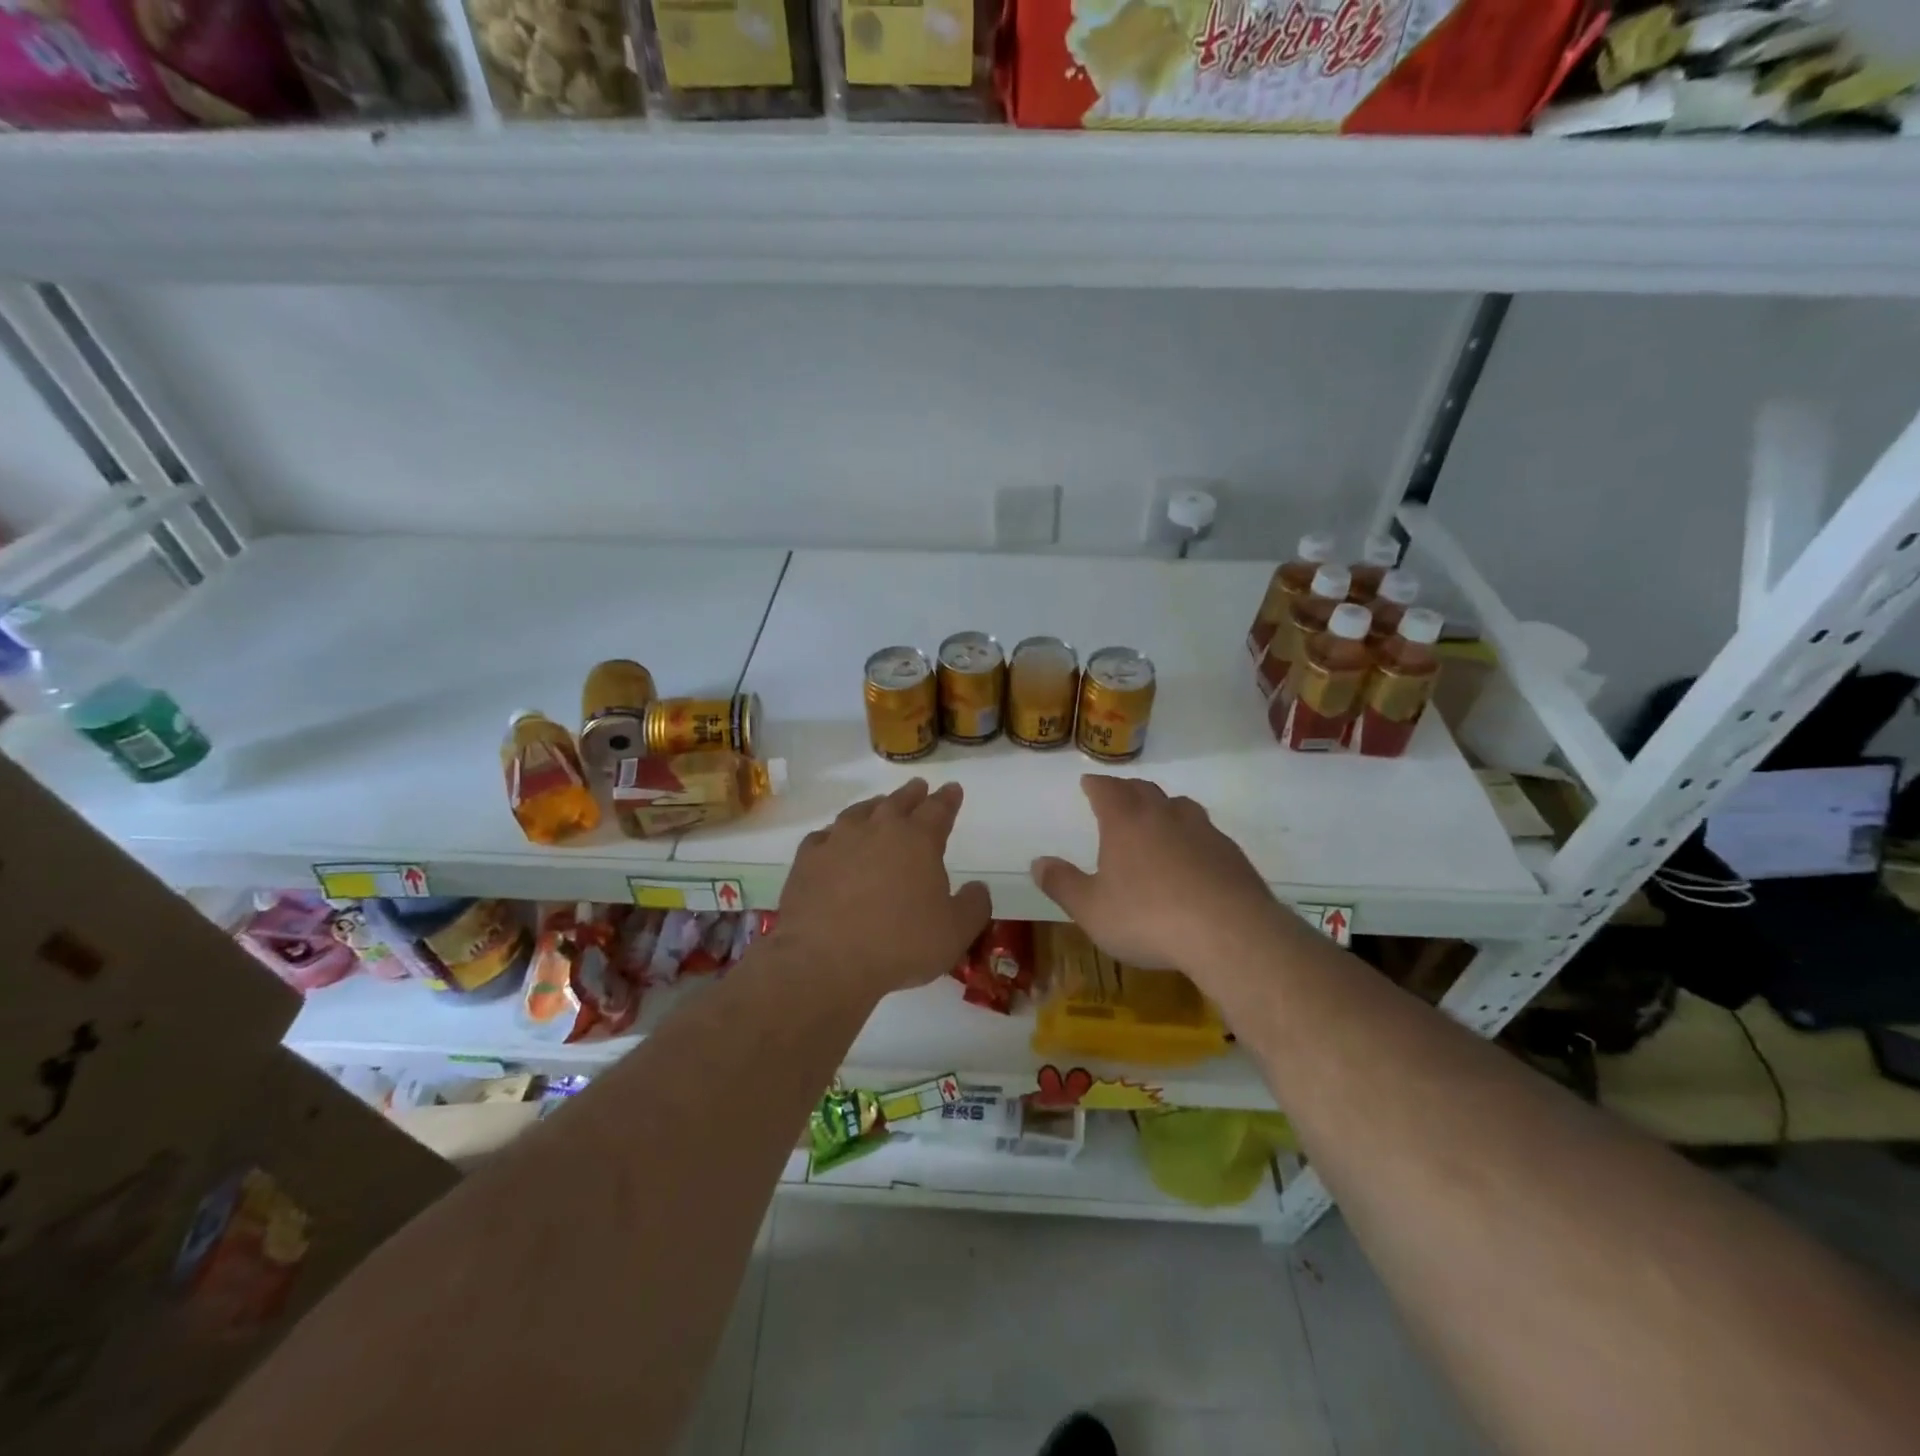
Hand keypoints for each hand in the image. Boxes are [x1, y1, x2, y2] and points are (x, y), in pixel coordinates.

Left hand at [775, 779, 990, 999]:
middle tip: (918, 787)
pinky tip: (832, 841)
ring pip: (859, 812)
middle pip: (898, 802)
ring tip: (878, 806)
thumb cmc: (900, 944)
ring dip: (873, 807)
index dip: (948, 799)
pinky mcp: (807, 859)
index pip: (938, 809)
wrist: (826, 959)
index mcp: (918, 840)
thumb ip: (973, 905)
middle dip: (912, 794)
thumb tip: (978, 887)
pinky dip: (833, 835)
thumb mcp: (956, 932)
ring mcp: (838, 840)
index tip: (952, 789)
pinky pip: (823, 836)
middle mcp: (878, 829)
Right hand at [1031, 776, 1290, 980]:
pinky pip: (1205, 832)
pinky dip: (1191, 835)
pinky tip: (1193, 856)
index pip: (1107, 790)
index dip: (1096, 784)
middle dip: (1127, 790)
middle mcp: (1164, 816)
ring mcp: (1203, 831)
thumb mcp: (1091, 910)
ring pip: (1179, 806)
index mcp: (1126, 822)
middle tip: (1118, 796)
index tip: (1088, 782)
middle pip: (1143, 790)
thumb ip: (1062, 884)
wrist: (1229, 933)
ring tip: (1156, 818)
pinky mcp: (1231, 853)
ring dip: (1163, 807)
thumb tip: (1037, 862)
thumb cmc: (1148, 918)